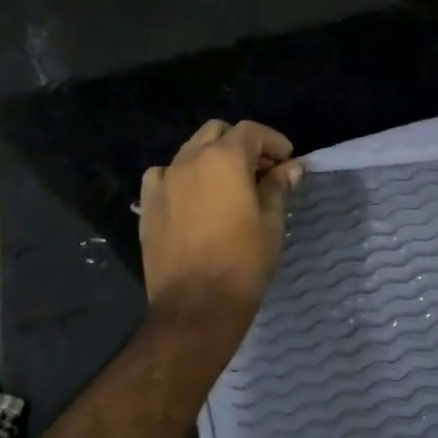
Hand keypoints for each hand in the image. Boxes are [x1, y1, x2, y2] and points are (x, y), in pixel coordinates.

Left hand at [140, 119, 302, 329]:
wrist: (196, 306)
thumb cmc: (243, 263)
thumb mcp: (270, 223)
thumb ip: (277, 188)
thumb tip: (289, 168)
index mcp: (224, 159)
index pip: (251, 131)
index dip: (273, 141)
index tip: (287, 160)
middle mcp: (190, 160)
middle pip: (217, 132)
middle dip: (241, 144)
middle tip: (261, 171)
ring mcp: (164, 181)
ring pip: (190, 151)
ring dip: (212, 158)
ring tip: (229, 185)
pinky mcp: (148, 204)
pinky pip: (164, 175)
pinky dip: (181, 176)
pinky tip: (193, 197)